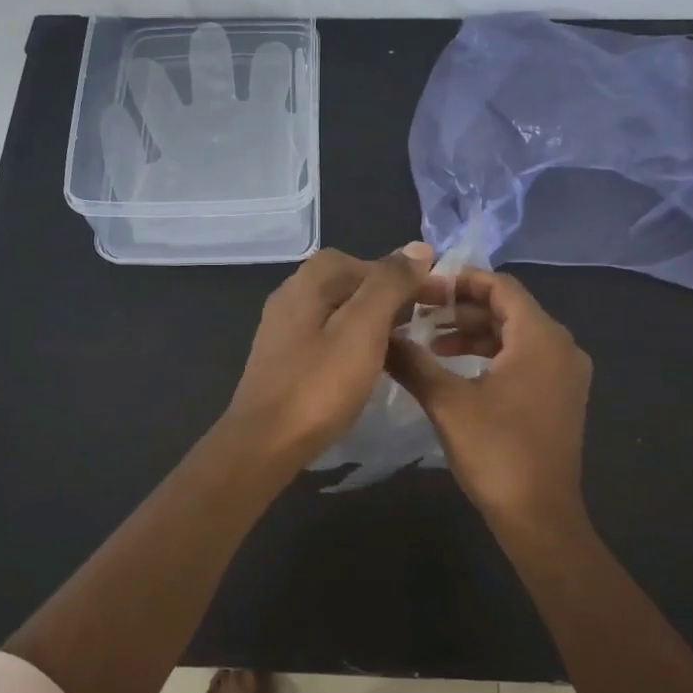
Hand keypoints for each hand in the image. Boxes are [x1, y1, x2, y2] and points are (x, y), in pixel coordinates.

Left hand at [223, 244, 435, 469]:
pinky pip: (324, 338)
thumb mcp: (362, 328)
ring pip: (335, 312)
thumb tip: (418, 248)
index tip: (427, 301)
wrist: (266, 444)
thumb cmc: (319, 385)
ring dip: (368, 322)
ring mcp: (282, 331)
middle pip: (345, 283)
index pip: (358, 259)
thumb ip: (389, 284)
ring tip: (397, 346)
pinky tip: (364, 367)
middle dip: (383, 297)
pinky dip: (349, 343)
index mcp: (306, 283)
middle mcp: (289, 297)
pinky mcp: (282, 360)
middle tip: (416, 324)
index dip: (396, 274)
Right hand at [387, 269, 592, 529]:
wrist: (539, 517)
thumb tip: (379, 335)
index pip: (500, 286)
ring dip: (472, 334)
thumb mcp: (446, 402)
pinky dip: (490, 355)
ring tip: (429, 342)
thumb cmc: (496, 452)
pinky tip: (456, 369)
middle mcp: (561, 347)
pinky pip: (524, 358)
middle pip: (508, 309)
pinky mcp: (559, 397)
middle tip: (418, 314)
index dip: (459, 281)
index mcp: (541, 337)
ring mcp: (564, 374)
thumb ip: (412, 361)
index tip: (421, 288)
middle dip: (461, 308)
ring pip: (515, 335)